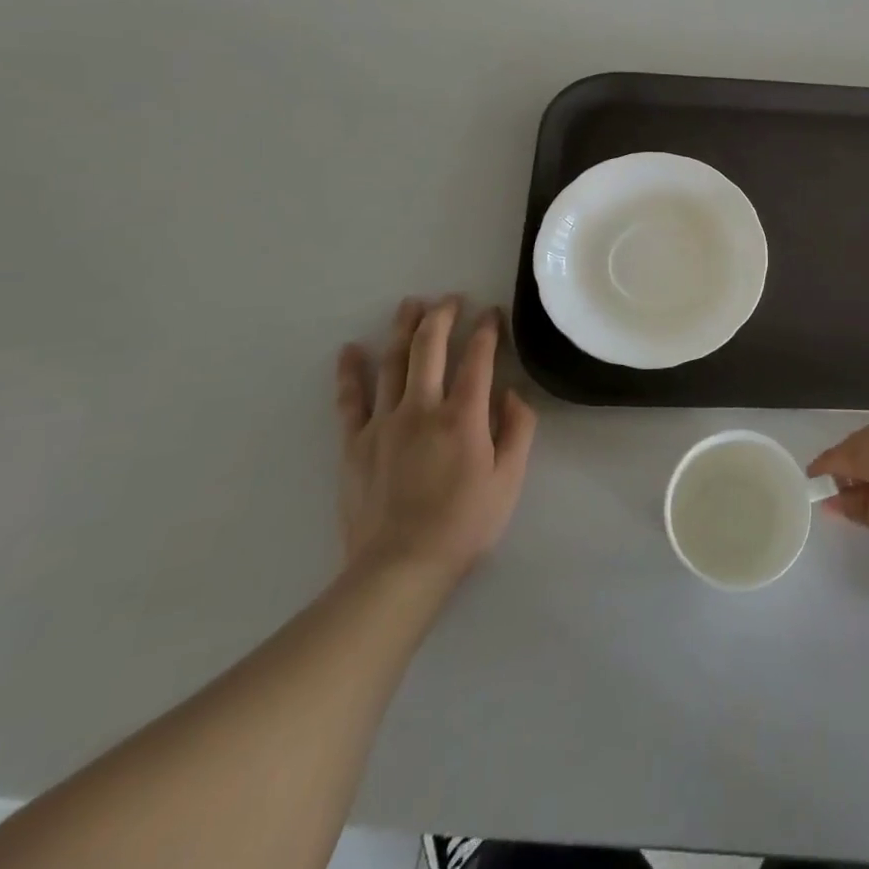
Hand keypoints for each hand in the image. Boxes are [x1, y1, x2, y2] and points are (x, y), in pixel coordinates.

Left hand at [336, 297, 536, 598]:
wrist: (398, 569)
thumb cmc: (464, 525)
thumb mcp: (509, 481)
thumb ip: (517, 431)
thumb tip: (514, 393)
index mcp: (463, 417)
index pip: (478, 359)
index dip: (486, 331)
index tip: (492, 313)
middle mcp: (422, 409)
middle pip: (430, 348)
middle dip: (442, 316)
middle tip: (451, 299)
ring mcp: (383, 423)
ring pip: (392, 363)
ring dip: (402, 329)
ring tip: (410, 304)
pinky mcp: (355, 443)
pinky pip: (351, 399)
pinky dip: (351, 372)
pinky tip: (350, 350)